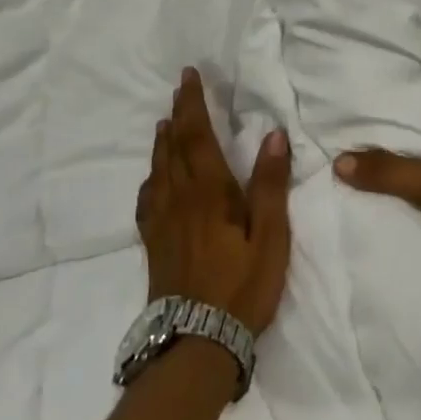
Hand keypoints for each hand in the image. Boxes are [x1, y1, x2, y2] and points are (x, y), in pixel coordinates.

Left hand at [136, 69, 292, 334]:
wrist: (196, 342)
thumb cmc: (242, 287)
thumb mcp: (271, 237)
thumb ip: (270, 185)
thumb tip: (274, 135)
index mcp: (209, 193)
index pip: (197, 137)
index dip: (193, 105)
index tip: (189, 77)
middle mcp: (179, 200)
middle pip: (173, 148)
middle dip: (176, 115)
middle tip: (179, 90)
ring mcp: (162, 223)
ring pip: (158, 170)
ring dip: (162, 142)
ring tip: (164, 124)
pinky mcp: (154, 244)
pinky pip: (147, 199)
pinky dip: (151, 177)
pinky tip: (153, 180)